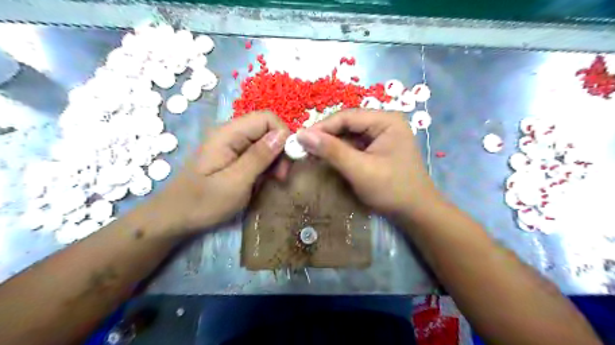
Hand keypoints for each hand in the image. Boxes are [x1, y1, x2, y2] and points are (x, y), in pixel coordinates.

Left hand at [151, 112, 290, 234]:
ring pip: (265, 142)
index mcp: (228, 134)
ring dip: (274, 160)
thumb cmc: (203, 202)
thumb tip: (283, 134)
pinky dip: (265, 166)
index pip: (267, 119)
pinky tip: (262, 181)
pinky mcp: (232, 157)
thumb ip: (259, 157)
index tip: (287, 162)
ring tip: (273, 181)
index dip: (283, 135)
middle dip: (280, 150)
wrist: (175, 217)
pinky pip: (257, 154)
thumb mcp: (235, 182)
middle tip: (281, 177)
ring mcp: (231, 145)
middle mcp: (230, 134)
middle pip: (267, 130)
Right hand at [299, 109, 441, 215]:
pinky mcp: (377, 149)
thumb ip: (331, 151)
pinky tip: (326, 159)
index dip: (321, 127)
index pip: (346, 116)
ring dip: (330, 145)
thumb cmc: (392, 189)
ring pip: (348, 135)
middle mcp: (384, 123)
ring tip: (310, 154)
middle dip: (325, 136)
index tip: (299, 139)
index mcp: (386, 120)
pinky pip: (353, 146)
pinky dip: (339, 152)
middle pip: (347, 124)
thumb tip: (301, 134)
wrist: (416, 212)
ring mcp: (381, 136)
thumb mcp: (360, 170)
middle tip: (302, 148)